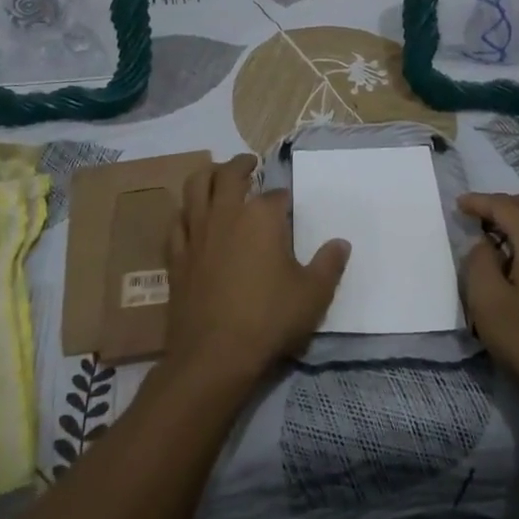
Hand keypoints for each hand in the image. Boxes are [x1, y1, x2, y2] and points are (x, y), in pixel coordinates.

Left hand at [164, 155, 350, 388]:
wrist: (214, 354)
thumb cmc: (269, 319)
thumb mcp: (313, 294)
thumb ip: (329, 264)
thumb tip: (341, 243)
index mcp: (262, 216)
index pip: (276, 195)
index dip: (284, 200)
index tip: (288, 207)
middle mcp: (226, 213)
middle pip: (229, 175)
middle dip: (241, 165)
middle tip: (249, 164)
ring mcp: (196, 232)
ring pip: (195, 188)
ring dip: (208, 175)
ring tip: (216, 175)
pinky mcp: (176, 255)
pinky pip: (177, 222)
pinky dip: (185, 212)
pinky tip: (191, 217)